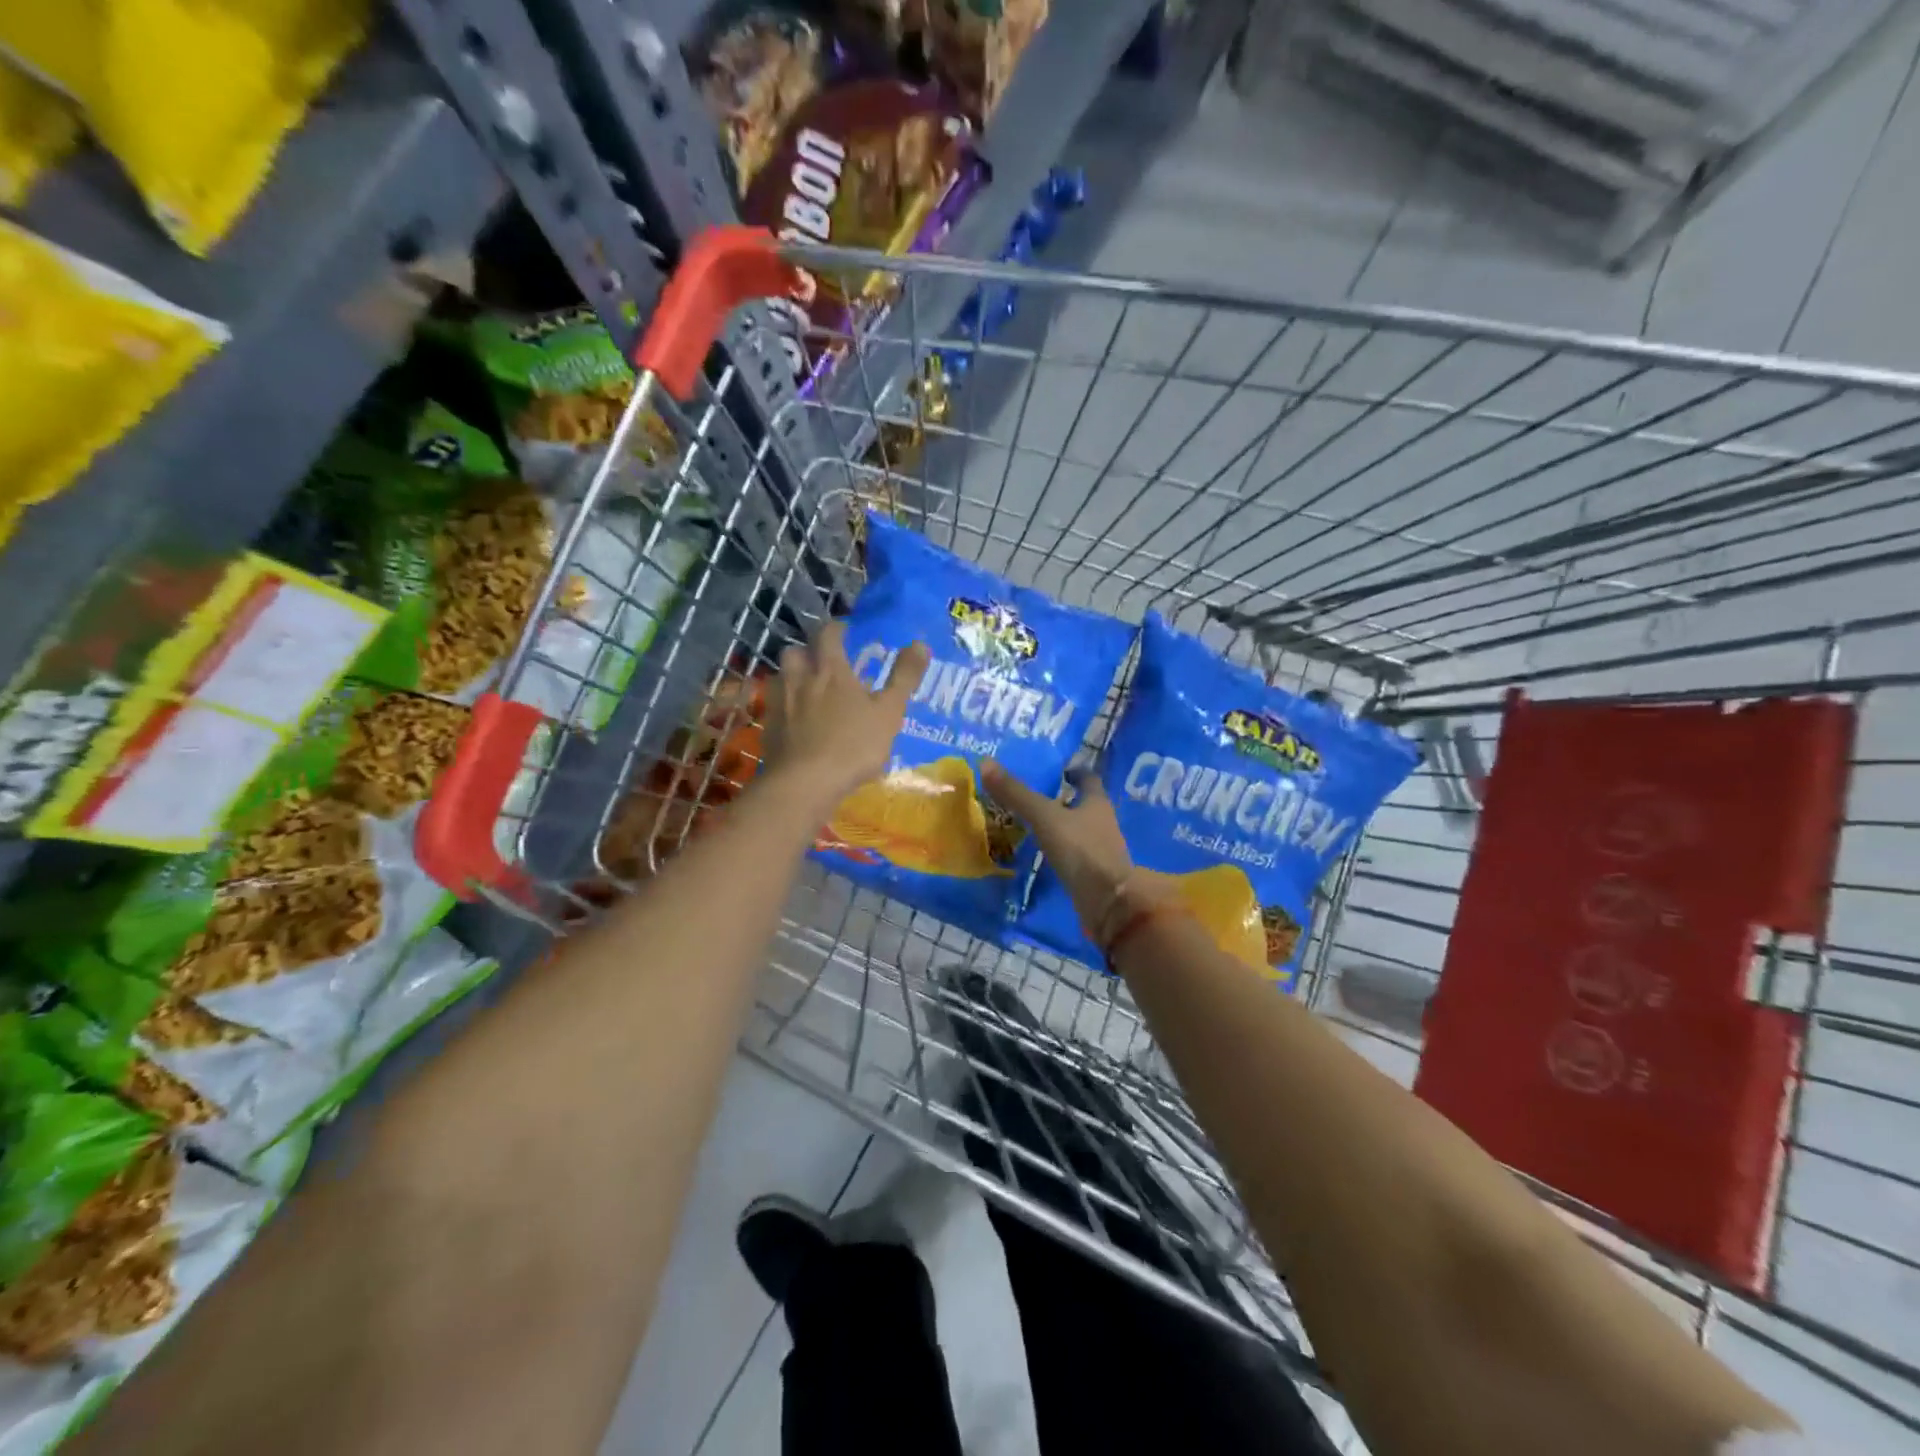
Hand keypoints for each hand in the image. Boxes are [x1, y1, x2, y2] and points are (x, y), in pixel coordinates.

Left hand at [764, 620, 928, 812]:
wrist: (805, 784)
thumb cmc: (853, 745)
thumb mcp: (889, 712)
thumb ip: (904, 677)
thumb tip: (920, 643)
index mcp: (830, 670)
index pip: (828, 633)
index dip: (837, 629)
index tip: (846, 632)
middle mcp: (799, 679)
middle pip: (795, 651)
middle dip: (808, 651)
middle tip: (824, 662)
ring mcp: (779, 704)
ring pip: (781, 677)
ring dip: (793, 677)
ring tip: (809, 690)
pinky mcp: (769, 729)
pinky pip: (775, 707)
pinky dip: (786, 707)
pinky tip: (797, 722)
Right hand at [980, 761, 1135, 936]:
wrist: (1108, 903)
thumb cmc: (1081, 849)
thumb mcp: (1044, 817)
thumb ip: (1017, 794)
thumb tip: (986, 763)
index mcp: (1097, 802)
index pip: (1088, 779)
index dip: (1074, 772)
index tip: (1057, 770)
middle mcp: (1102, 822)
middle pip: (1083, 805)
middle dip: (1062, 800)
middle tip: (1033, 795)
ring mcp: (1098, 850)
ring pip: (1077, 830)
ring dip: (1059, 826)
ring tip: (1030, 824)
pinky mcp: (1091, 874)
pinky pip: (1072, 855)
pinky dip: (1058, 851)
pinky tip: (1039, 853)